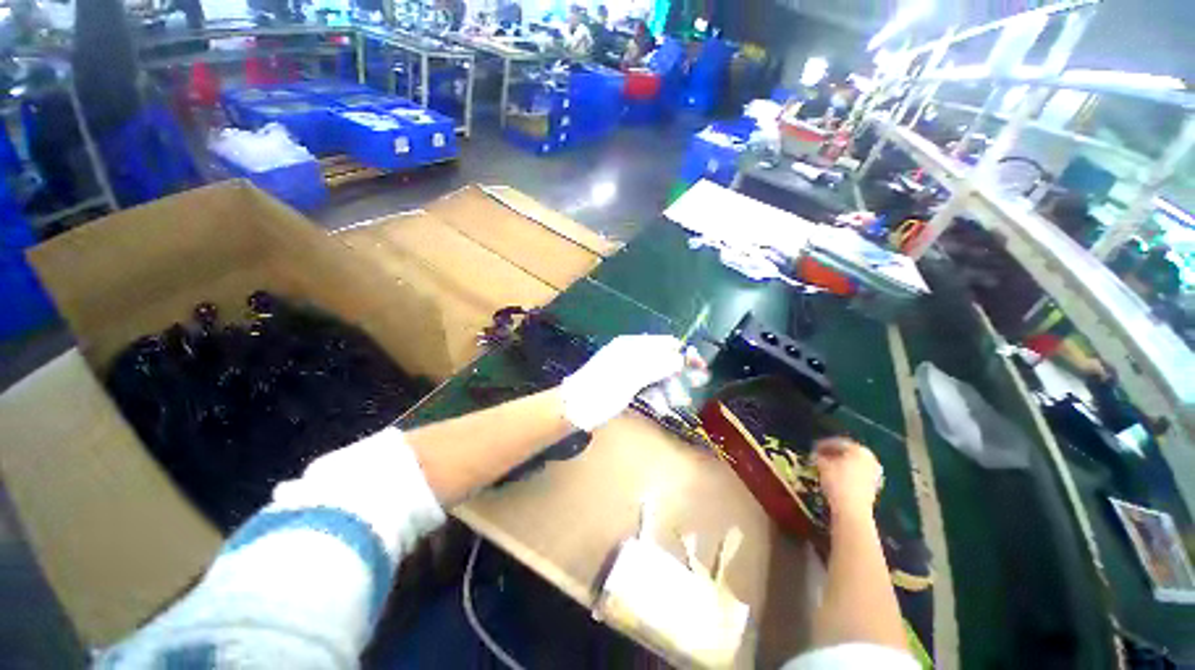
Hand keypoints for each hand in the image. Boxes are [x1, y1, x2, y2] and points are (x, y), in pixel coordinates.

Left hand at [559, 335, 685, 431]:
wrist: (573, 409)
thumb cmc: (601, 391)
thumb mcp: (630, 377)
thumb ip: (657, 365)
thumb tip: (681, 357)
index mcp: (631, 346)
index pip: (665, 343)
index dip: (685, 353)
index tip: (700, 368)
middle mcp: (631, 354)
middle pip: (662, 359)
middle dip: (677, 374)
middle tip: (692, 390)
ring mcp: (627, 370)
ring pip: (656, 375)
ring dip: (668, 387)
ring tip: (674, 404)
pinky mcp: (624, 385)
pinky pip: (646, 386)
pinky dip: (655, 395)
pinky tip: (660, 407)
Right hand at [814, 438, 882, 519]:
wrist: (852, 510)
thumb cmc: (836, 482)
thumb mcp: (822, 465)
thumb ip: (818, 456)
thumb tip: (816, 455)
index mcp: (858, 449)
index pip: (837, 442)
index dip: (822, 445)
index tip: (811, 449)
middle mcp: (870, 458)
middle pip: (847, 452)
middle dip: (832, 454)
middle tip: (819, 457)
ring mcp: (875, 473)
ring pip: (853, 464)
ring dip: (839, 464)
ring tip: (826, 468)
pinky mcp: (874, 486)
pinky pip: (857, 474)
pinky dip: (847, 474)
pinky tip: (836, 478)